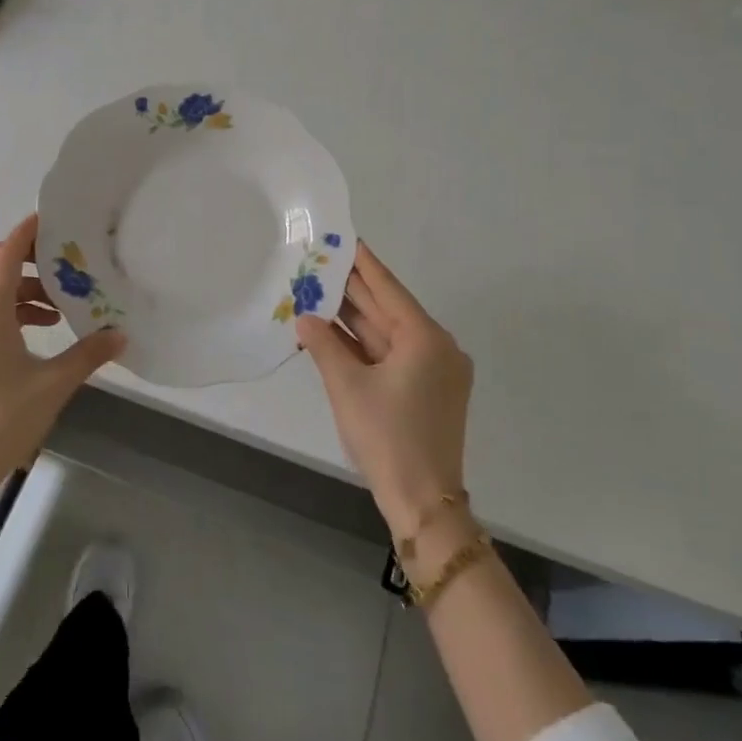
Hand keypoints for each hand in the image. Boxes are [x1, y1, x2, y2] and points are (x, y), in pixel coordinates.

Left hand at [0, 213, 125, 503]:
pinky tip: (38, 332)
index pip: (5, 253)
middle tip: (53, 262)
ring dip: (15, 285)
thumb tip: (121, 335)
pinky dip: (7, 308)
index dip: (26, 232)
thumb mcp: (53, 385)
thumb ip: (88, 354)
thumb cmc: (2, 420)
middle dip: (15, 254)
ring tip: (55, 305)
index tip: (51, 218)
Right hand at [297, 242, 471, 535]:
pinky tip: (334, 332)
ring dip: (355, 319)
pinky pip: (392, 356)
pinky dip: (364, 346)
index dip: (363, 263)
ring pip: (388, 334)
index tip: (345, 237)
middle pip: (389, 310)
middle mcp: (437, 348)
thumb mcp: (347, 386)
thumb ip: (324, 345)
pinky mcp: (428, 391)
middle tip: (321, 263)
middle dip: (354, 290)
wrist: (423, 502)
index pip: (388, 288)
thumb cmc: (387, 437)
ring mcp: (434, 371)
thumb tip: (304, 318)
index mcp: (426, 339)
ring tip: (319, 292)